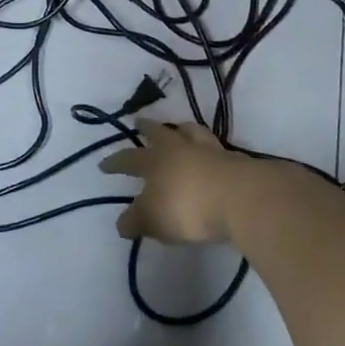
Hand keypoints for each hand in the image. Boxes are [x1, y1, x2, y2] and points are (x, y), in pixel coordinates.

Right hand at [99, 119, 275, 244]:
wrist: (241, 198)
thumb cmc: (188, 207)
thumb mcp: (154, 220)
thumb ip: (136, 221)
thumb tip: (123, 224)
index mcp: (154, 161)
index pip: (128, 159)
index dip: (114, 163)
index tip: (103, 165)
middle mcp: (179, 148)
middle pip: (160, 132)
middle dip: (147, 127)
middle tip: (139, 121)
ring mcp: (208, 150)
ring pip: (190, 131)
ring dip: (181, 129)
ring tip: (178, 128)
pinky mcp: (233, 159)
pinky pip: (214, 147)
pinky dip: (206, 148)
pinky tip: (209, 154)